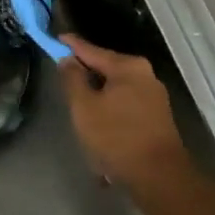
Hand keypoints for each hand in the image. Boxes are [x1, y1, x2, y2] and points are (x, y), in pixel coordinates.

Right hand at [58, 34, 199, 202]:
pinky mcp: (157, 116)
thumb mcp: (84, 107)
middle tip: (64, 78)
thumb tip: (68, 59)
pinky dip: (110, 111)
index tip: (56, 38)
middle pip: (106, 68)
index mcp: (128, 67)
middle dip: (85, 74)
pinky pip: (125, 104)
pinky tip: (100, 127)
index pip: (92, 50)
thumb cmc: (116, 137)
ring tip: (80, 108)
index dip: (71, 45)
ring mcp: (154, 96)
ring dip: (97, 97)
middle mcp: (145, 75)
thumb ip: (73, 79)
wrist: (159, 177)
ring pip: (115, 88)